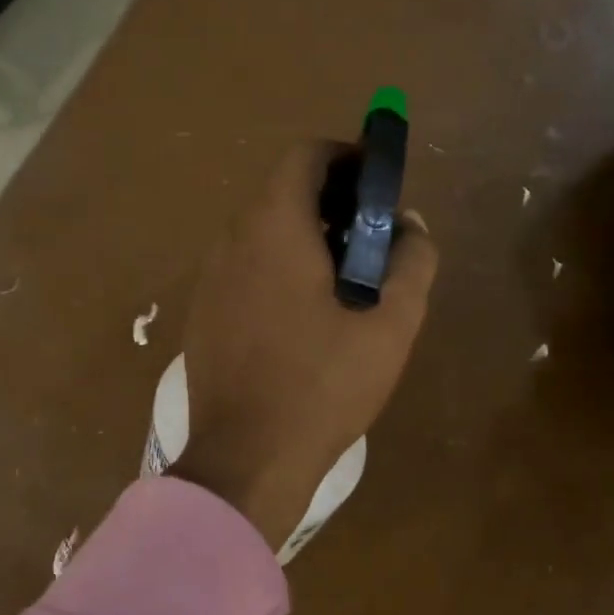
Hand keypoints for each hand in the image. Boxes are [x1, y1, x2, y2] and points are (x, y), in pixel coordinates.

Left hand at [172, 142, 438, 552]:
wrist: (245, 458)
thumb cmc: (322, 385)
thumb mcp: (390, 324)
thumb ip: (412, 261)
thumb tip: (410, 225)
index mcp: (273, 226)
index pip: (305, 156)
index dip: (347, 156)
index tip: (378, 182)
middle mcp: (232, 238)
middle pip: (282, 192)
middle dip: (331, 201)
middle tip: (371, 238)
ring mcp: (209, 276)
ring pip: (261, 232)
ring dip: (304, 236)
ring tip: (344, 279)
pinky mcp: (202, 311)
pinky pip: (244, 267)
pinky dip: (276, 267)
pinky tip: (303, 316)